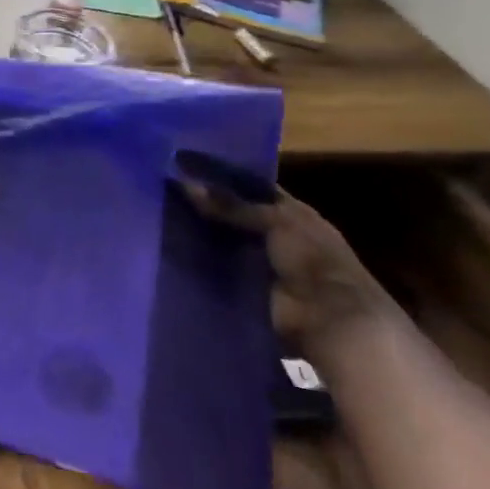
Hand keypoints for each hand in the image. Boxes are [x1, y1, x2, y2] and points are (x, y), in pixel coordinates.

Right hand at [178, 183, 393, 347]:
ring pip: (225, 241)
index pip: (255, 189)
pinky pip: (219, 268)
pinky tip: (172, 248)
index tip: (188, 169)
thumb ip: (232, 204)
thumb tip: (185, 183)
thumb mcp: (275, 221)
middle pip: (236, 215)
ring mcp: (263, 262)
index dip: (226, 179)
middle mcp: (279, 235)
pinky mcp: (248, 286)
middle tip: (168, 193)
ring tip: (162, 218)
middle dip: (207, 207)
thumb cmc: (312, 258)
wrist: (327, 318)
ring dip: (202, 235)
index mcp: (294, 213)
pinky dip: (201, 261)